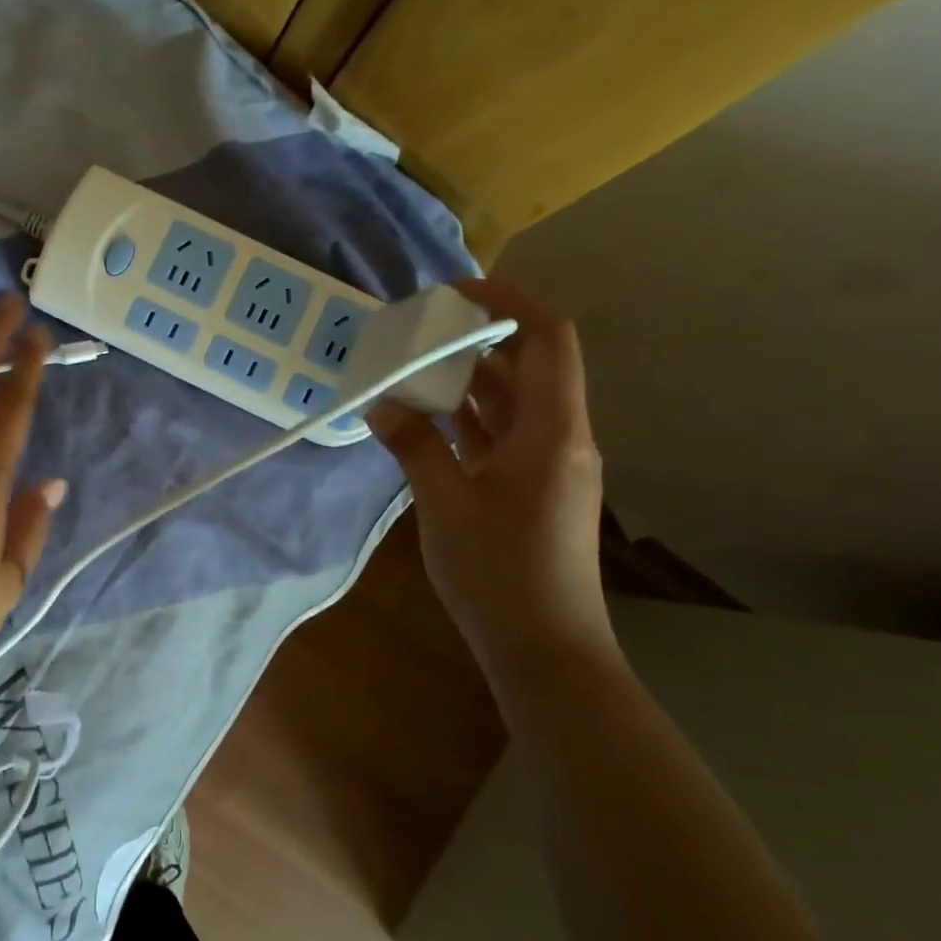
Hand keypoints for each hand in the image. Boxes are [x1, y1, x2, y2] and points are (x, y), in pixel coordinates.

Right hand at [368, 278, 614, 660]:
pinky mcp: (530, 487)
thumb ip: (414, 445)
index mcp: (552, 430)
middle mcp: (559, 436)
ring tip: (414, 361)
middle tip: (422, 325)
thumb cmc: (500, 573)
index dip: (509, 302)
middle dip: (480, 336)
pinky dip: (467, 415)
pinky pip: (500, 433)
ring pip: (511, 400)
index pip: (547, 339)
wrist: (545, 649)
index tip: (455, 291)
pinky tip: (425, 413)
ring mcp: (546, 463)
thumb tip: (381, 401)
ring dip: (469, 377)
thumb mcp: (446, 503)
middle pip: (529, 363)